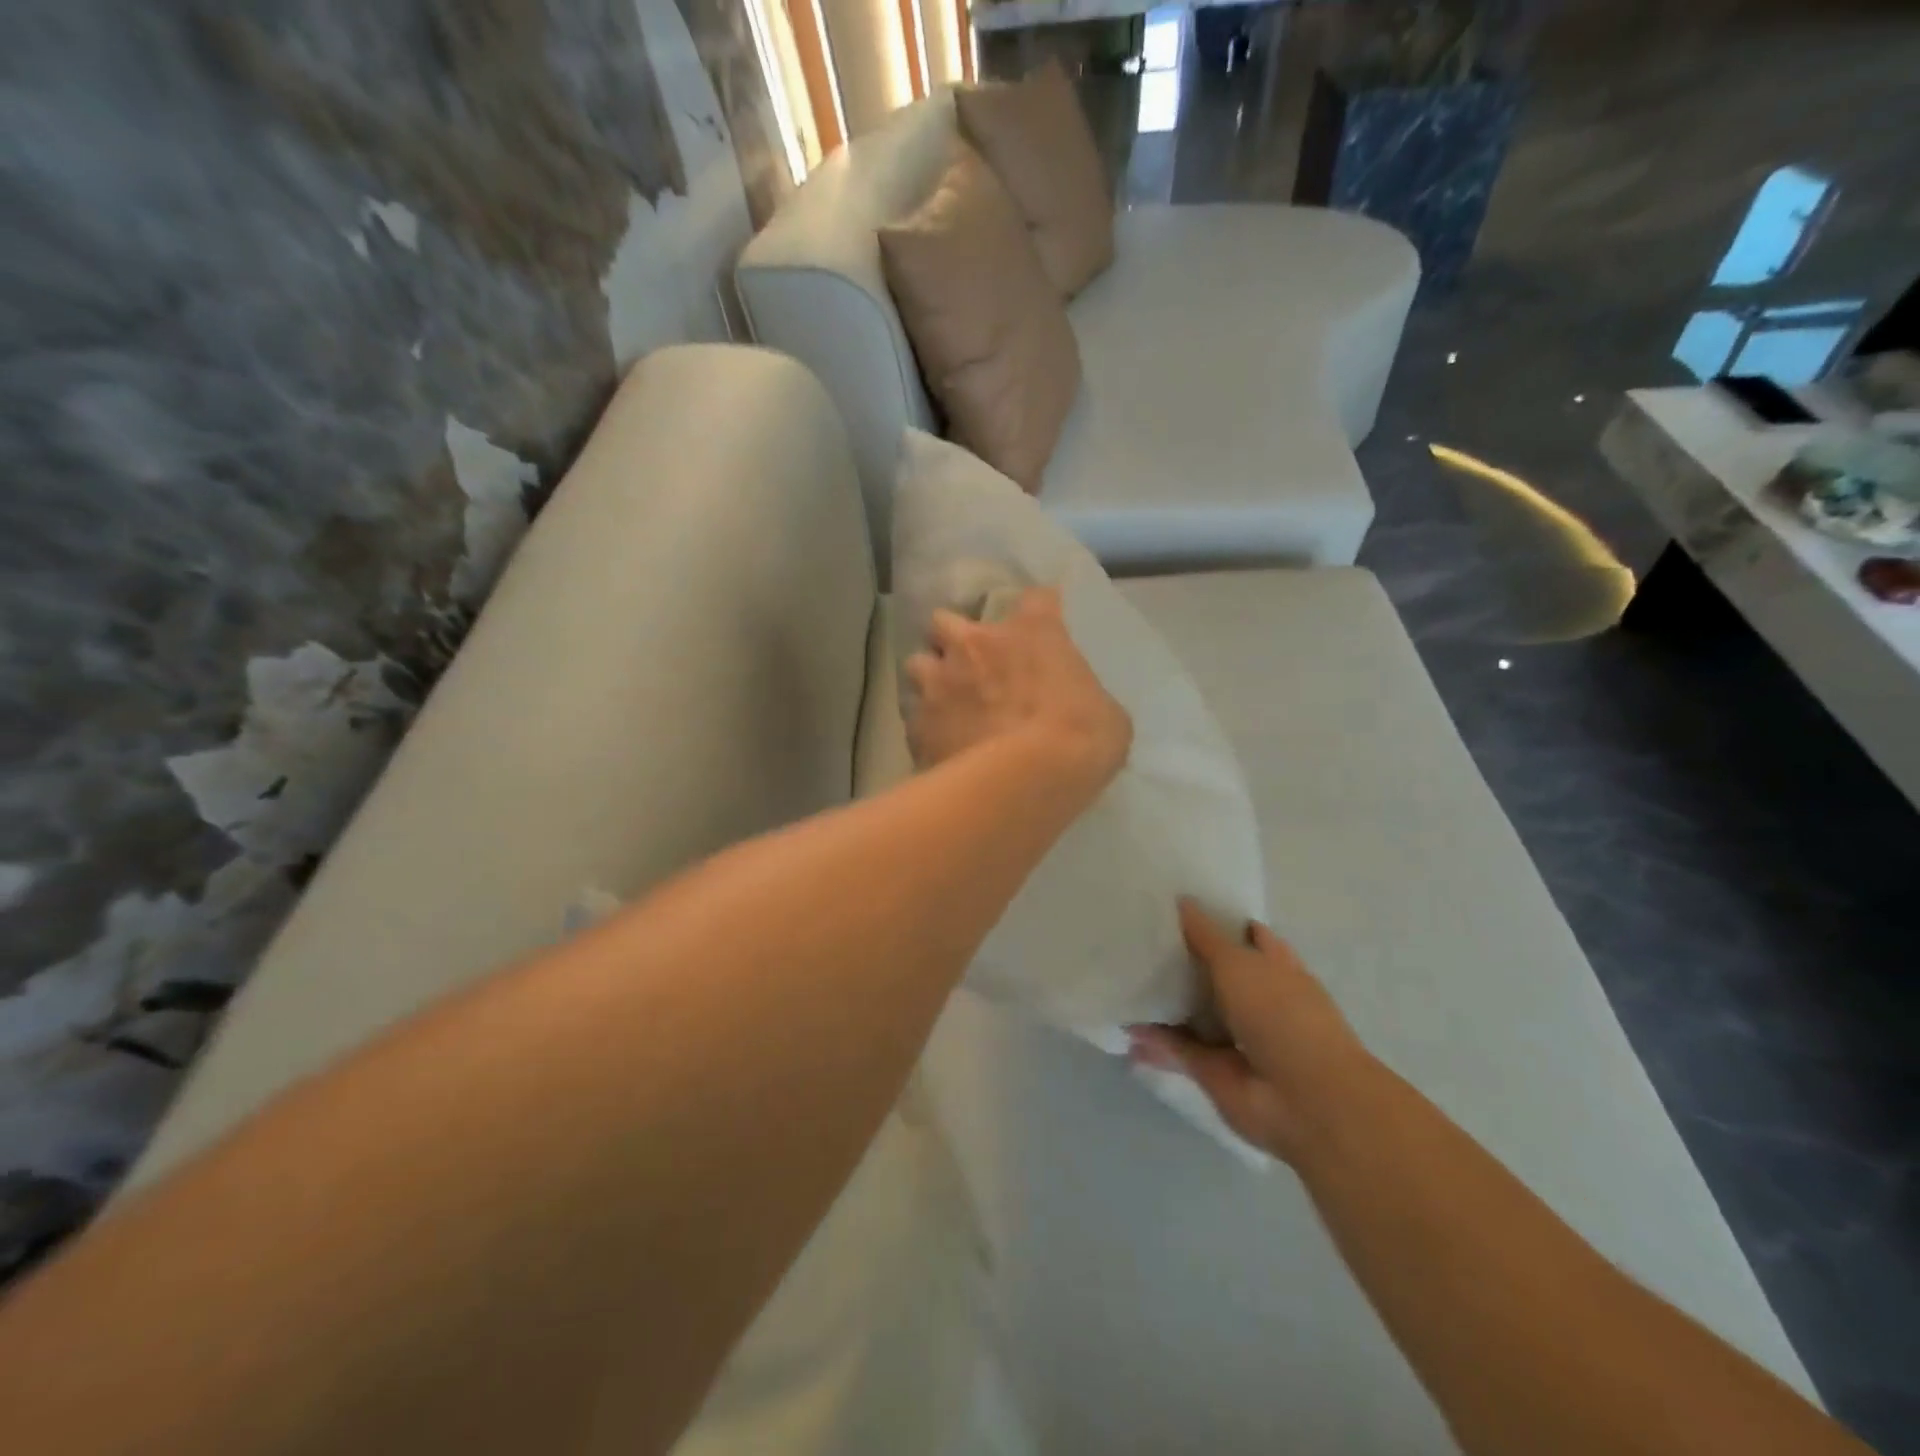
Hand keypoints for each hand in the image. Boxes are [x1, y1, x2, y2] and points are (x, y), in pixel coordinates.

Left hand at [904, 587, 1131, 791]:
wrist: (1027, 780)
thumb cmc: (1081, 739)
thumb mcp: (1106, 715)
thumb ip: (1085, 698)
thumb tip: (1081, 711)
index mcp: (1031, 633)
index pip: (1036, 599)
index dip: (1037, 613)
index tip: (1039, 628)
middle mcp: (975, 644)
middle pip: (945, 620)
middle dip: (953, 639)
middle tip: (968, 664)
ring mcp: (938, 682)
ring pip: (916, 663)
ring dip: (930, 678)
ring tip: (943, 702)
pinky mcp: (917, 724)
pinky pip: (913, 717)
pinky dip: (925, 726)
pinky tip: (938, 744)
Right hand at [1129, 900, 1371, 1164]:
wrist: (1303, 1099)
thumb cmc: (1280, 1013)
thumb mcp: (1238, 962)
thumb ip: (1205, 936)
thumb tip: (1181, 901)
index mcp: (1273, 967)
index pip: (1242, 935)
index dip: (1215, 922)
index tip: (1176, 906)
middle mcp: (1254, 1000)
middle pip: (1212, 975)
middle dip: (1181, 962)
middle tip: (1138, 938)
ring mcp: (1234, 1037)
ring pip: (1191, 1012)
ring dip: (1162, 1001)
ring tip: (1122, 974)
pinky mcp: (1211, 1070)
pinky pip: (1174, 1048)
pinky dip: (1150, 1040)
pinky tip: (1123, 1022)